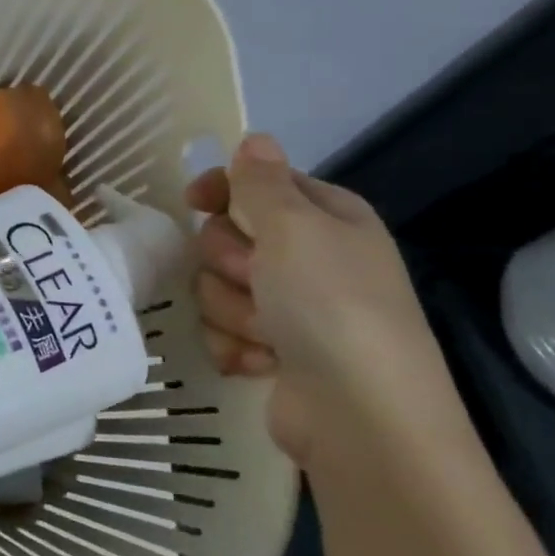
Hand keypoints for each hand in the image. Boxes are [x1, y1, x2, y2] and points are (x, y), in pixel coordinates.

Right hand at [185, 133, 473, 469]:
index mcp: (328, 219)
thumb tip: (255, 138)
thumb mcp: (295, 228)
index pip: (260, 183)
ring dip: (232, 309)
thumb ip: (262, 182)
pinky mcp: (275, 352)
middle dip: (229, 261)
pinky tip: (261, 363)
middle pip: (230, 237)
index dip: (224, 190)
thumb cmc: (330, 306)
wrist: (360, 417)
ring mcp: (293, 309)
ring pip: (219, 287)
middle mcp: (312, 259)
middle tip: (255, 279)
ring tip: (266, 334)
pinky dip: (235, 345)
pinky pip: (224, 330)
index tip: (194, 201)